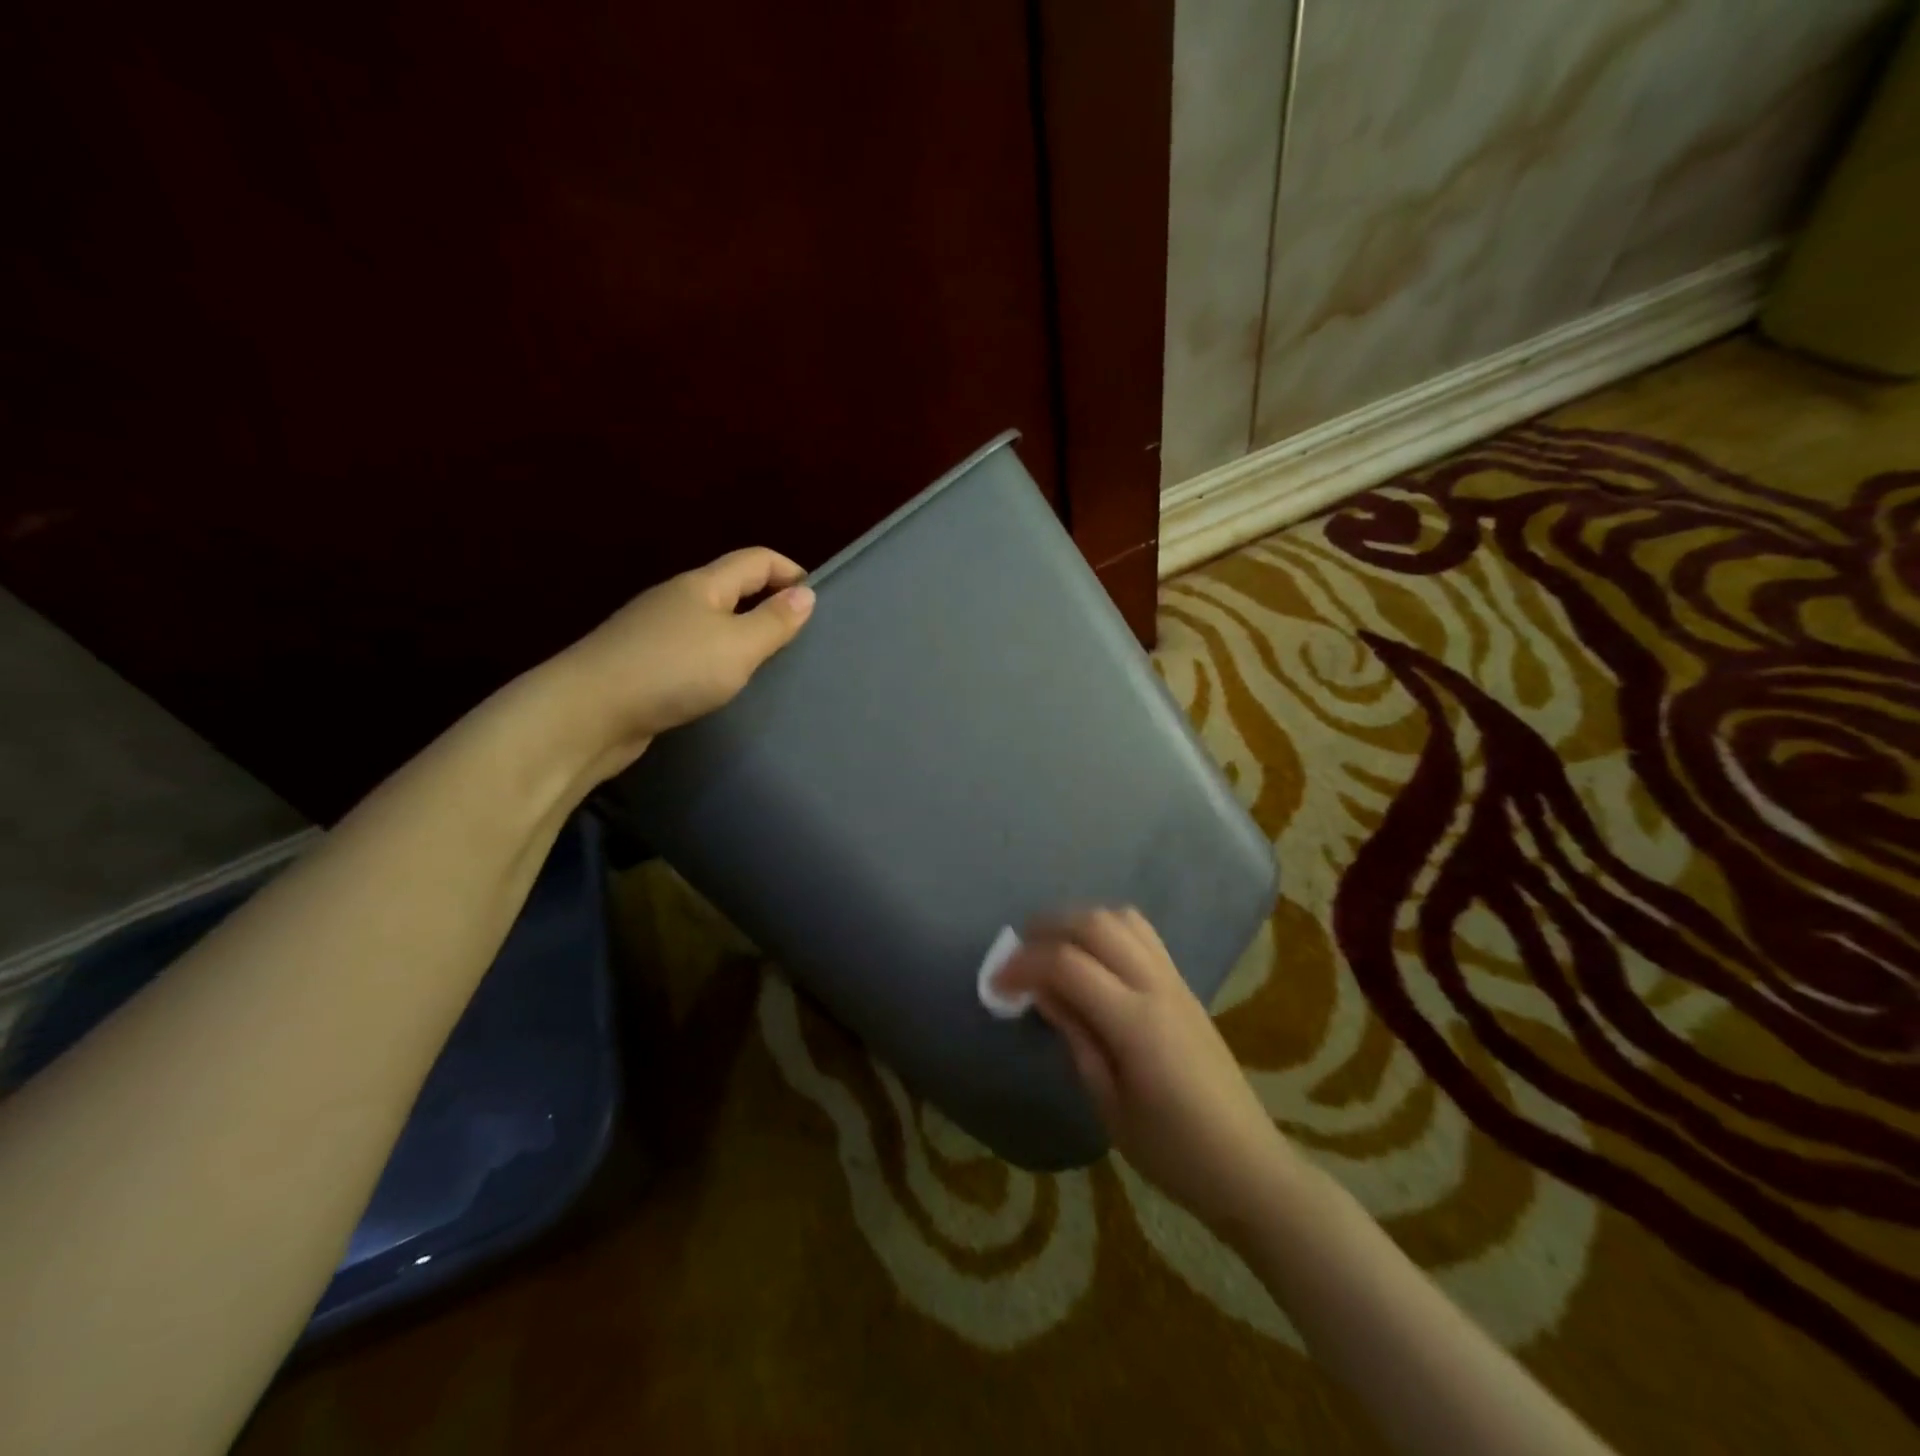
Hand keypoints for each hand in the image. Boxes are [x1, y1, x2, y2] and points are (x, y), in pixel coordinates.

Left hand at [552, 547, 814, 775]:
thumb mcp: (737, 646)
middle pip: (733, 589)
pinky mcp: (643, 666)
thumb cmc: (672, 670)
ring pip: (712, 623)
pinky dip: (718, 662)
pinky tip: (725, 689)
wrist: (587, 713)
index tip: (818, 603)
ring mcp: (655, 633)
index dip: (790, 571)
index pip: (756, 560)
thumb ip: (774, 622)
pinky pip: (693, 653)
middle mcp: (677, 600)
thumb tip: (806, 594)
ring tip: (770, 668)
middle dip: (769, 605)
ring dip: (743, 636)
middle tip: (801, 640)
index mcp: (702, 586)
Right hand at [996, 908, 1296, 1235]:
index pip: (1067, 964)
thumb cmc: (1173, 1151)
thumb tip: (1042, 993)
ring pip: (1121, 918)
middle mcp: (1156, 986)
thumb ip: (1076, 1038)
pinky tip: (1091, 957)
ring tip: (1051, 948)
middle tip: (1018, 954)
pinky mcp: (1184, 985)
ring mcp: (1175, 980)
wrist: (1247, 1165)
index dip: (1023, 966)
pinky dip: (1107, 929)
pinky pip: (1142, 934)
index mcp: (1135, 1022)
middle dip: (1047, 928)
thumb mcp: (1109, 1106)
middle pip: (1095, 924)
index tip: (996, 984)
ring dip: (1079, 921)